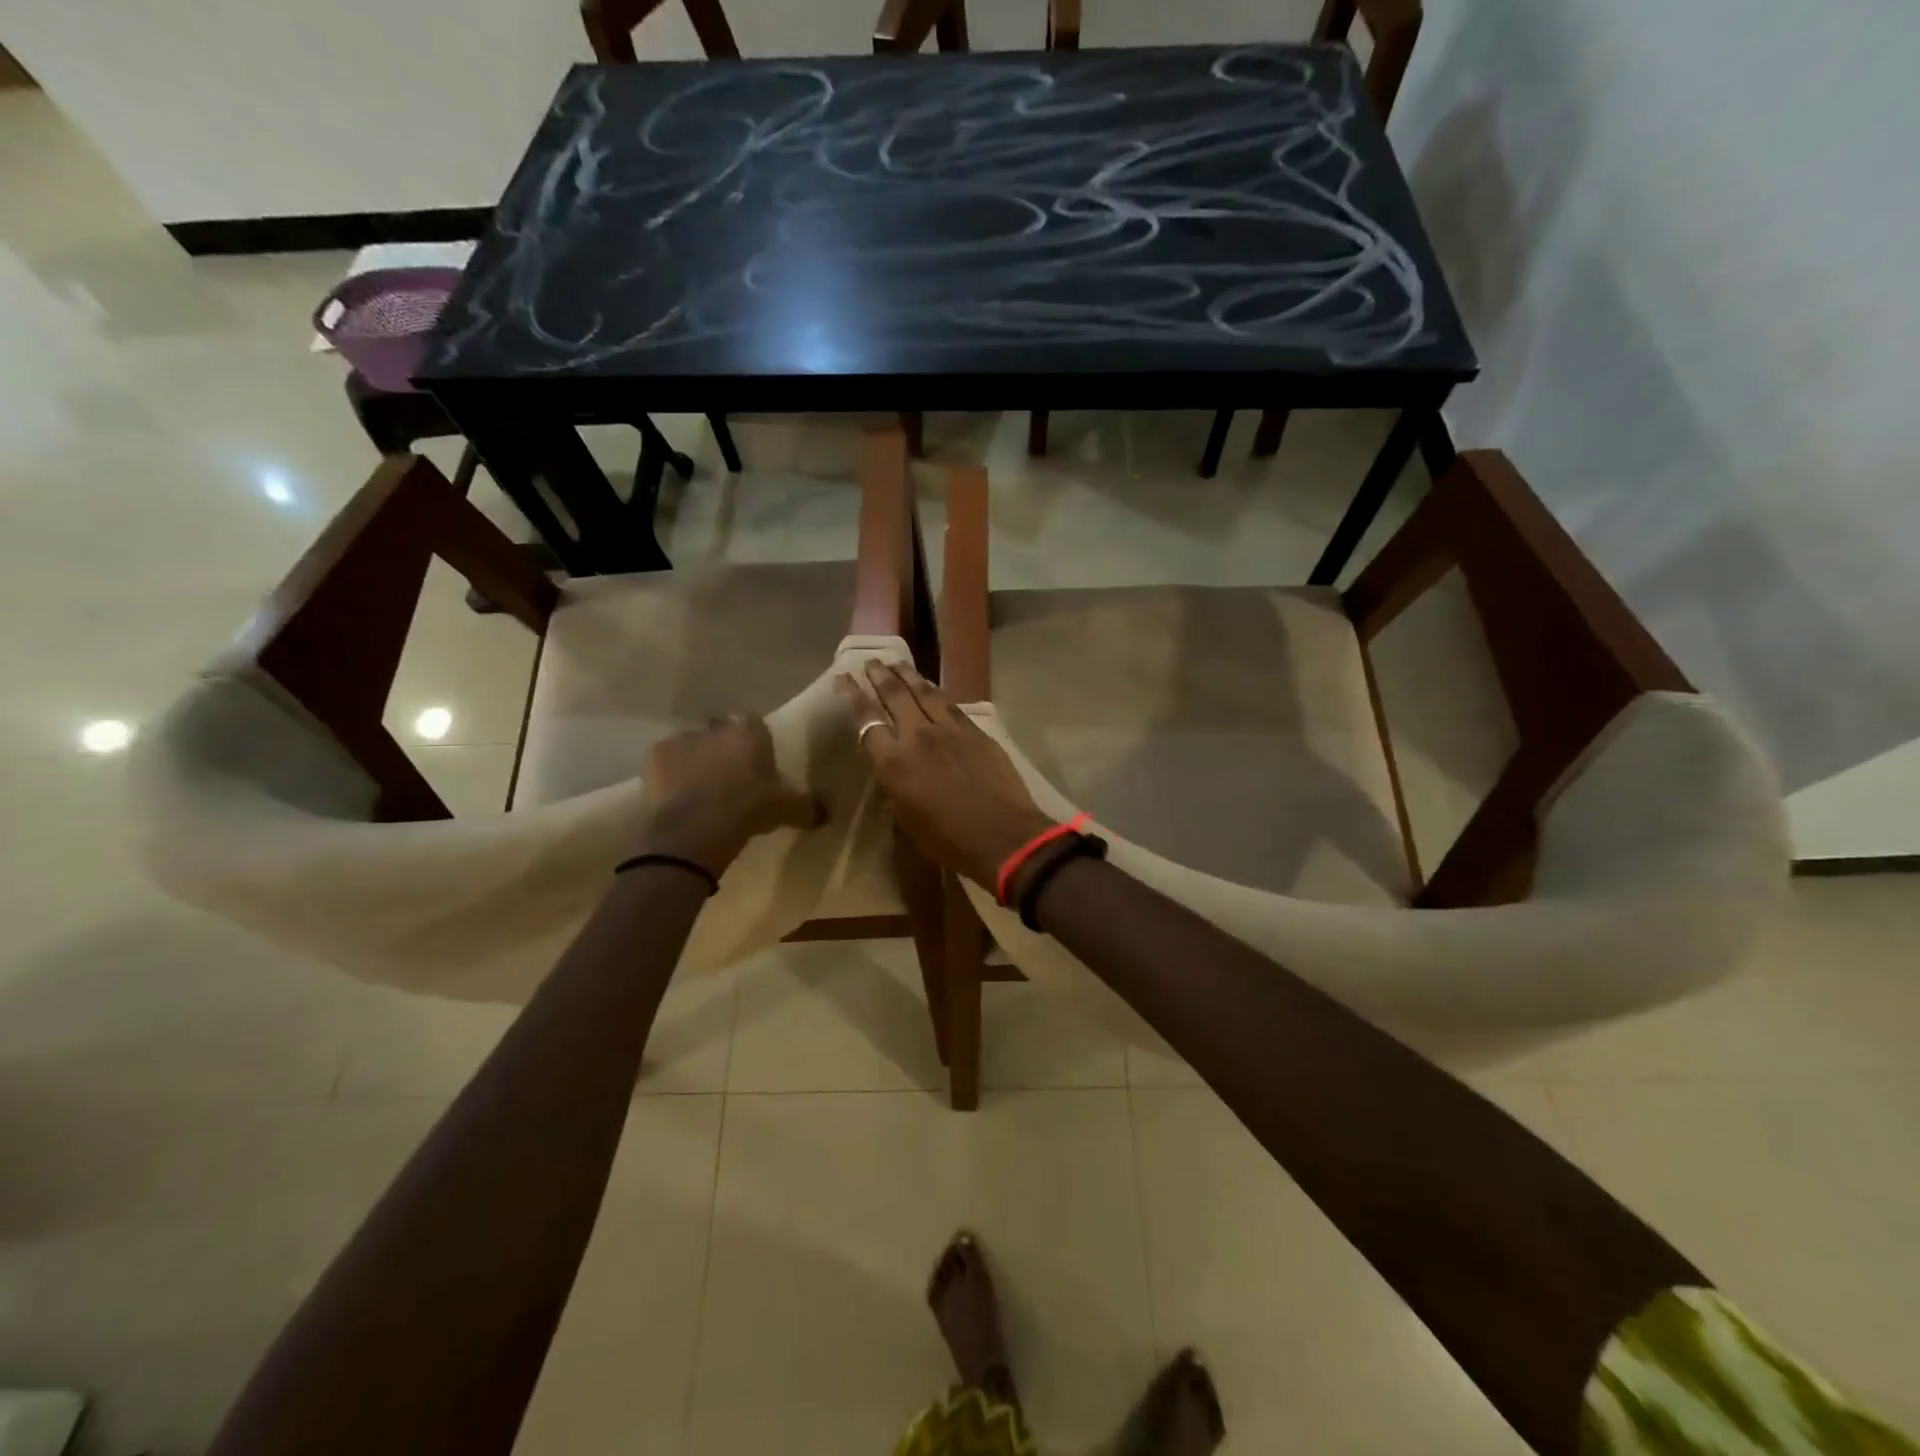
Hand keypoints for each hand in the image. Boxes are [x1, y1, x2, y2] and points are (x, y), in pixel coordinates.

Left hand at [637, 715, 823, 874]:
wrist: (694, 830)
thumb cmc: (747, 811)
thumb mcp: (787, 810)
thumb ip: (809, 807)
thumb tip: (828, 814)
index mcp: (750, 732)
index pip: (754, 724)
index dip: (754, 743)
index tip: (756, 764)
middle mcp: (716, 727)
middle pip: (721, 732)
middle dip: (724, 749)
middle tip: (730, 778)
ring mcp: (682, 738)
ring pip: (692, 744)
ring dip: (696, 760)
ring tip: (701, 790)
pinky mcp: (654, 756)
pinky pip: (666, 760)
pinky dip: (670, 773)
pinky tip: (677, 795)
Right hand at [835, 661, 1052, 889]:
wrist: (1002, 835)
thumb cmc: (948, 841)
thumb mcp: (907, 822)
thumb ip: (895, 793)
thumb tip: (892, 781)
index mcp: (893, 762)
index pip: (866, 720)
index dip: (852, 696)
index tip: (843, 678)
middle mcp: (917, 736)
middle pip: (894, 696)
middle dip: (879, 676)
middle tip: (870, 661)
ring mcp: (949, 729)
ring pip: (924, 692)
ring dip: (907, 675)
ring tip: (896, 662)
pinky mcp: (975, 731)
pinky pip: (950, 704)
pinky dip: (935, 691)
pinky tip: (931, 687)